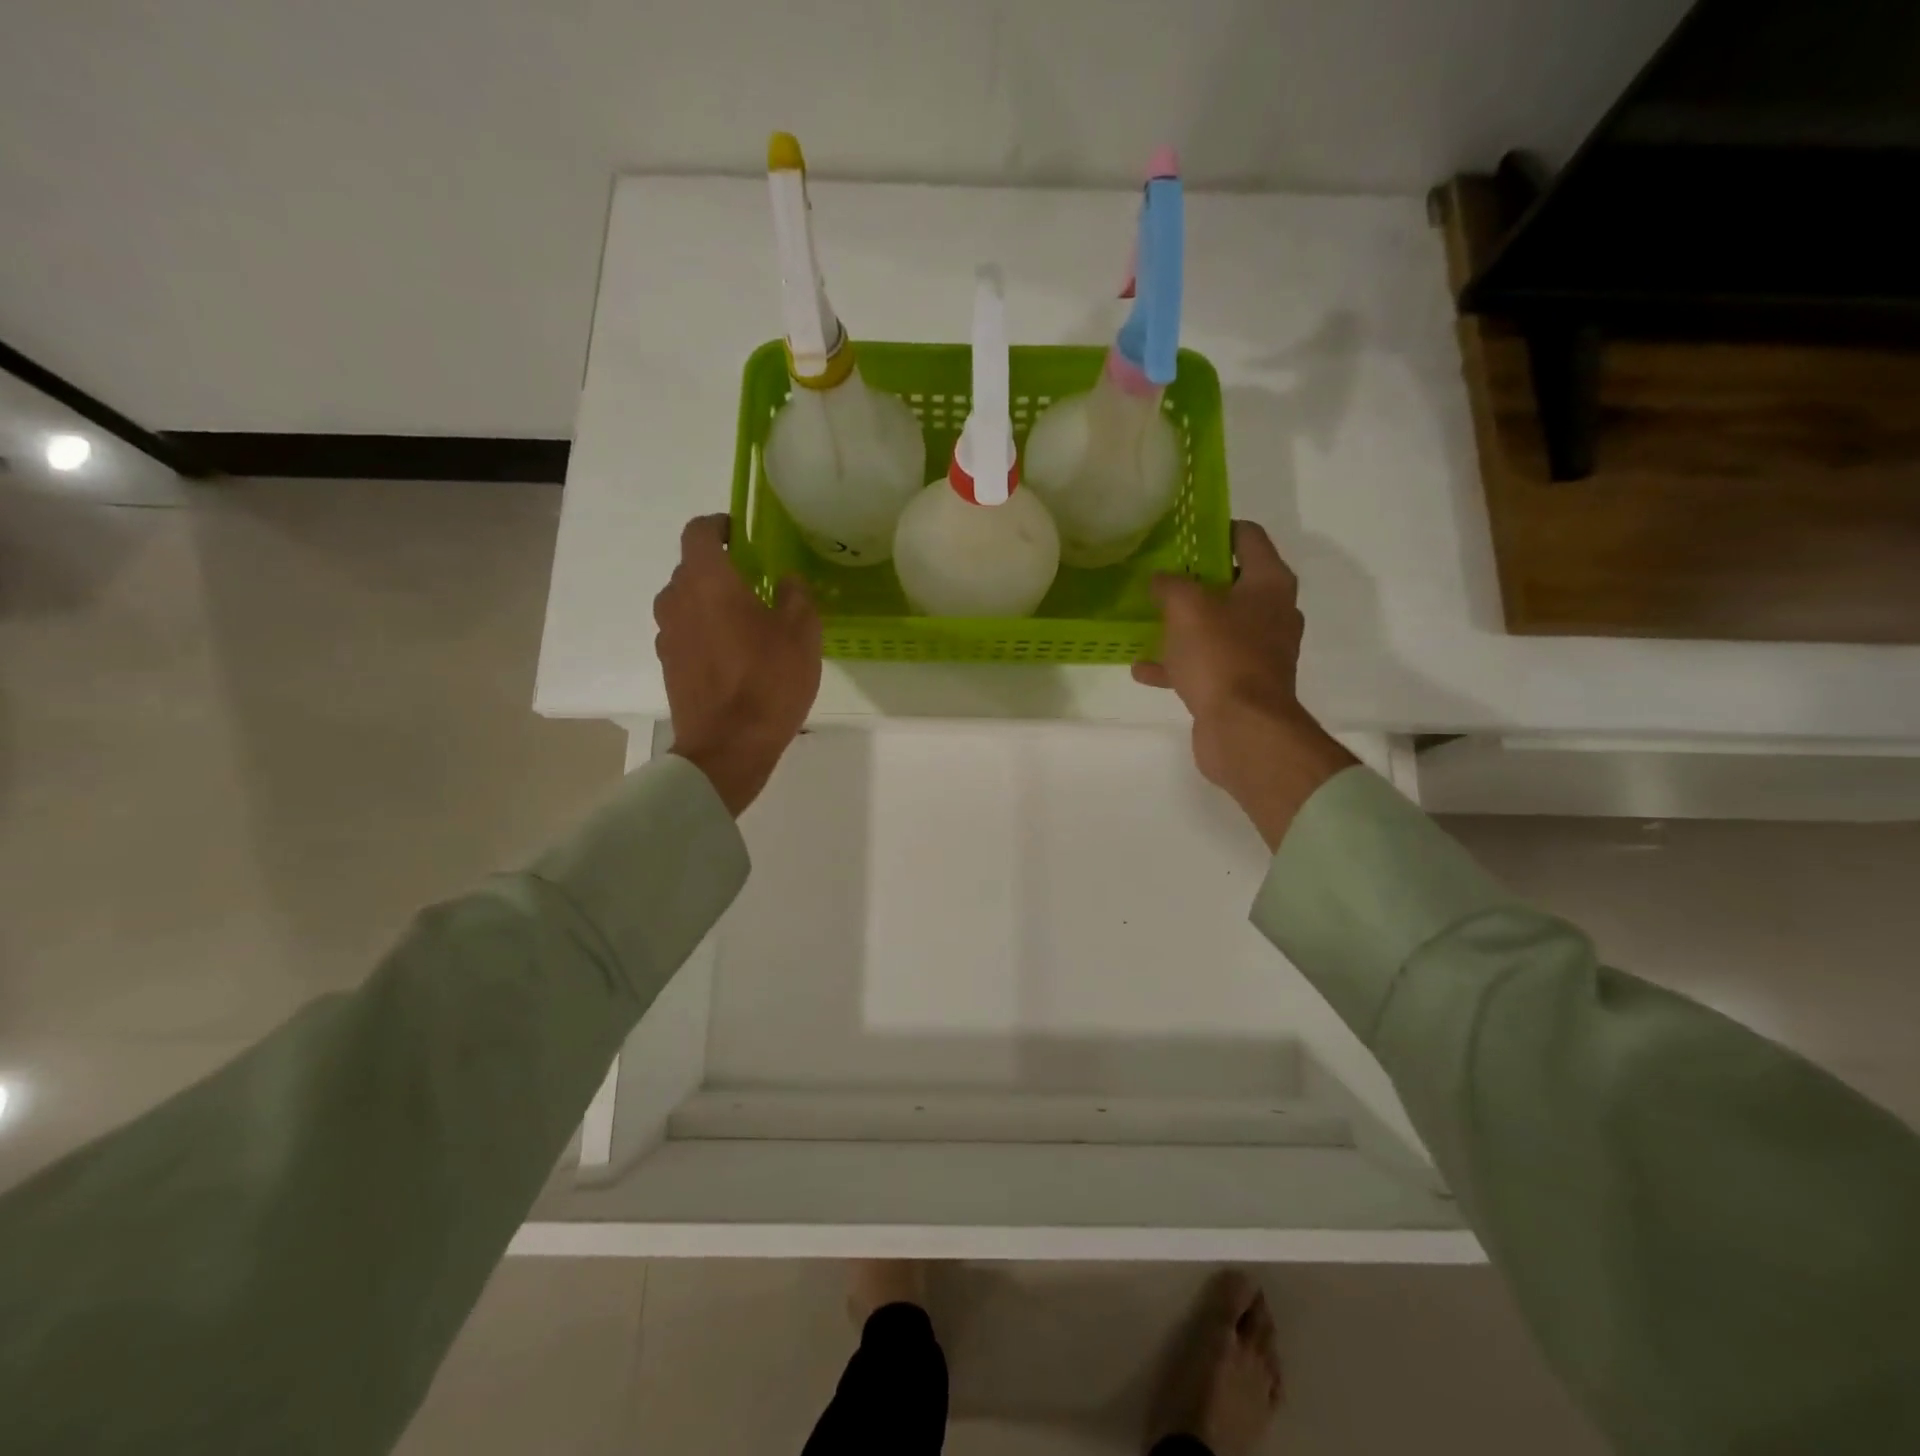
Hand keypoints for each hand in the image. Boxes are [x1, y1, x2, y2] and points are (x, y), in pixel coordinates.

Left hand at [654, 515, 821, 815]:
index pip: (699, 531)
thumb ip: (795, 595)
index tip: (742, 535)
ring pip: (688, 602)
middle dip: (722, 569)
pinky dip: (706, 632)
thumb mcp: (802, 633)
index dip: (719, 526)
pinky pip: (686, 632)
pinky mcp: (668, 665)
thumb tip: (786, 580)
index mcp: (707, 580)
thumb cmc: (768, 681)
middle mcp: (677, 599)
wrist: (728, 747)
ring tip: (748, 623)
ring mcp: (667, 634)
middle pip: (693, 568)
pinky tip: (735, 655)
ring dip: (713, 603)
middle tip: (758, 584)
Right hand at [1133, 521, 1355, 849]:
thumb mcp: (1187, 608)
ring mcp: (1258, 652)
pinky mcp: (1240, 685)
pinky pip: (1205, 664)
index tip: (1183, 532)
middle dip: (1195, 580)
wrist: (1243, 729)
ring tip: (1147, 621)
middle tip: (1159, 576)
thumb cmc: (1221, 656)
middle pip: (1232, 583)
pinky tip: (1142, 668)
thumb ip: (1170, 585)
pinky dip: (1178, 664)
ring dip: (1183, 625)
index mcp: (1269, 584)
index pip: (1248, 537)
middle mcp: (1271, 613)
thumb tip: (1160, 580)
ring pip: (1216, 627)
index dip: (1217, 529)